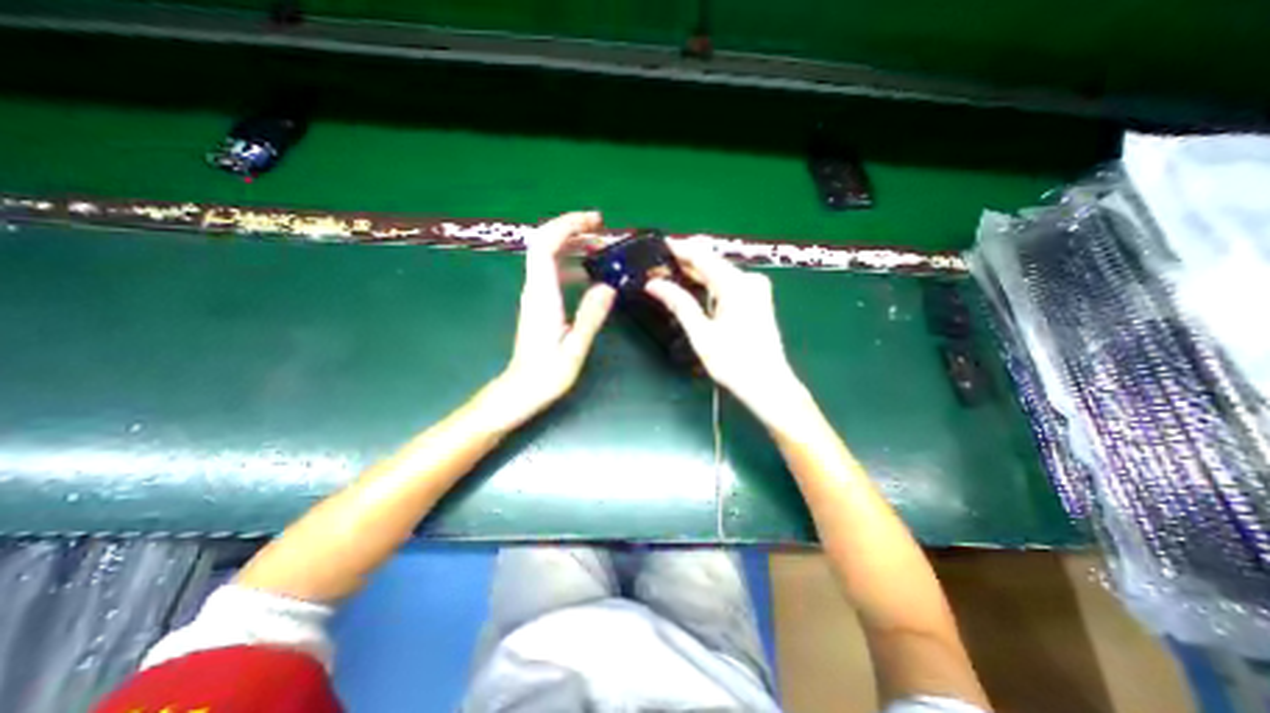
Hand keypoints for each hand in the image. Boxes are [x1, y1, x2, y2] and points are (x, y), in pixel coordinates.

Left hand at [492, 210, 618, 425]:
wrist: (520, 391)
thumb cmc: (546, 375)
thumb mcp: (574, 349)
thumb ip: (590, 317)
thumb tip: (607, 286)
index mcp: (542, 296)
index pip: (545, 246)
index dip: (567, 225)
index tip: (594, 222)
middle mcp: (534, 289)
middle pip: (543, 243)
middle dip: (571, 227)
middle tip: (601, 228)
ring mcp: (534, 295)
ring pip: (546, 255)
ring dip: (571, 243)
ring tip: (599, 245)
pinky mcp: (538, 303)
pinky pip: (551, 271)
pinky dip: (569, 261)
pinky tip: (587, 271)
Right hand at [645, 238, 812, 426]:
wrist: (768, 385)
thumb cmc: (734, 362)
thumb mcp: (701, 334)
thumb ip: (679, 303)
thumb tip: (653, 284)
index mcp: (737, 285)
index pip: (703, 256)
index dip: (680, 248)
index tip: (658, 245)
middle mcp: (749, 280)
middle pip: (712, 263)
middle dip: (685, 262)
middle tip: (657, 265)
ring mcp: (755, 289)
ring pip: (719, 273)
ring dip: (695, 273)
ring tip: (668, 274)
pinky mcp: (756, 299)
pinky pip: (727, 284)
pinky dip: (708, 284)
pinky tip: (692, 287)